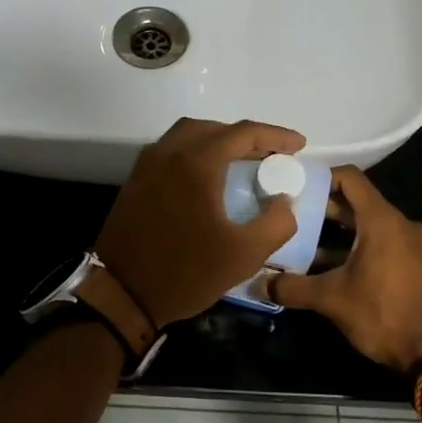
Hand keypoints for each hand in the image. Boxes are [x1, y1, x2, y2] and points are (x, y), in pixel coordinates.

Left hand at [94, 118, 305, 330]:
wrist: (122, 294)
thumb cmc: (186, 272)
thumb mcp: (245, 254)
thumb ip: (277, 223)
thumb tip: (283, 201)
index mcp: (196, 162)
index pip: (243, 133)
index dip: (275, 135)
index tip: (299, 145)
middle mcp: (169, 152)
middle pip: (214, 128)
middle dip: (247, 137)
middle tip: (272, 155)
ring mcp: (147, 165)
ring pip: (188, 135)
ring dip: (219, 141)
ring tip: (242, 162)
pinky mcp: (135, 180)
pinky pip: (171, 151)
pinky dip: (196, 153)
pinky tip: (209, 178)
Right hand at [270, 166, 421, 370]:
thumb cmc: (384, 315)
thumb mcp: (332, 300)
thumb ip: (293, 288)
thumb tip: (260, 284)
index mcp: (383, 221)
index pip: (350, 178)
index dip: (322, 177)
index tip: (298, 186)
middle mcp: (404, 225)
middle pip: (361, 202)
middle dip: (328, 208)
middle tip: (296, 218)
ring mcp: (418, 245)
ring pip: (375, 226)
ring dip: (345, 233)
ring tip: (312, 246)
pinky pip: (390, 244)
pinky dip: (365, 247)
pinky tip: (343, 270)